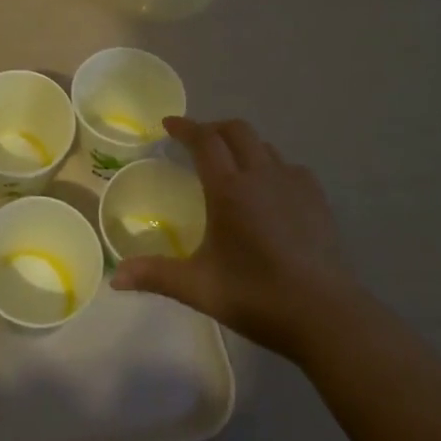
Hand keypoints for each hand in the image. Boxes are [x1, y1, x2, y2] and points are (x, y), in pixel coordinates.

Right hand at [109, 116, 356, 360]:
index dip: (185, 127)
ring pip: (265, 147)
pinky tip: (269, 189)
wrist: (326, 315)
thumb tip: (114, 278)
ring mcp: (295, 186)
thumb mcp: (199, 287)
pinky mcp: (318, 201)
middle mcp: (262, 176)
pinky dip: (271, 165)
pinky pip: (290, 167)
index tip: (168, 124)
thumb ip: (155, 275)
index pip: (204, 141)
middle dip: (213, 128)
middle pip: (237, 131)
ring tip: (230, 165)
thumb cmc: (257, 296)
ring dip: (243, 145)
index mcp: (229, 189)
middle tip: (196, 141)